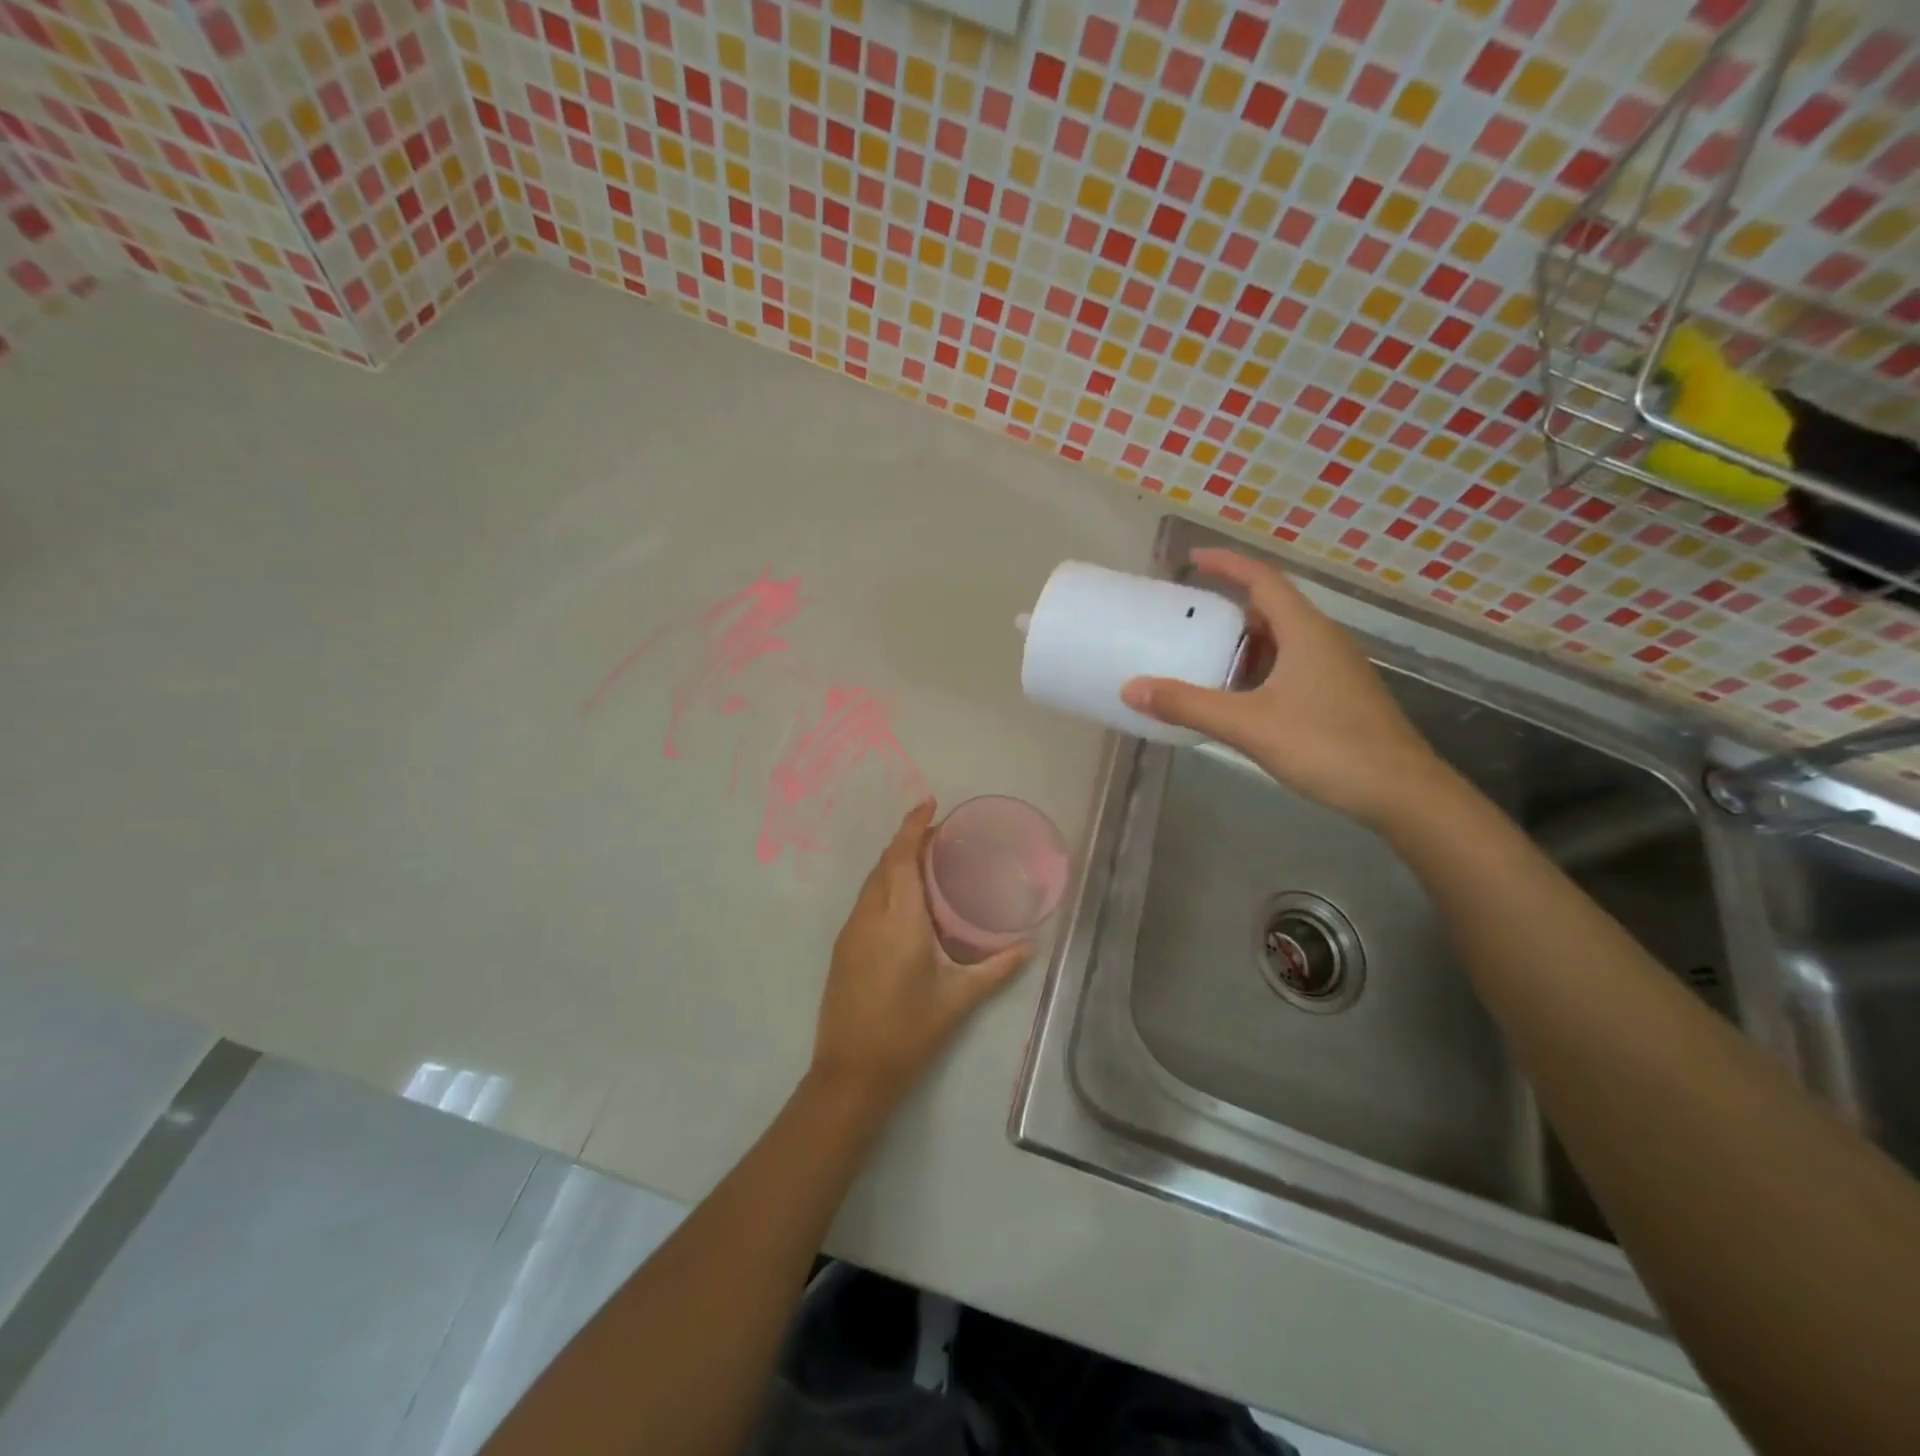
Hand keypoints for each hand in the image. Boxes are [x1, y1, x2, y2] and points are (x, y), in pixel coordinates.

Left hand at [809, 800, 1030, 1112]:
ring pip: (872, 881)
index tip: (930, 803)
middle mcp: (870, 916)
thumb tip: (1029, 946)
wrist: (851, 1073)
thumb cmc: (909, 1033)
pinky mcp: (842, 948)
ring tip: (926, 861)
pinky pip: (866, 900)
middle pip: (885, 863)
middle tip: (941, 835)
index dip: (913, 826)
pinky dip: (885, 884)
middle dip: (908, 840)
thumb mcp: (958, 999)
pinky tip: (905, 899)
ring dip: (895, 862)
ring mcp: (851, 932)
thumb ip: (996, 968)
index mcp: (899, 921)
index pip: (901, 858)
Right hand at [1122, 548, 1451, 828]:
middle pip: (1272, 609)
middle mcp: (1323, 640)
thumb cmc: (1328, 746)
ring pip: (1282, 641)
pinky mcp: (1339, 696)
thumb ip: (1189, 705)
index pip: (1262, 579)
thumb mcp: (1249, 725)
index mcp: (1305, 632)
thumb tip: (1131, 688)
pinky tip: (1240, 700)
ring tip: (1205, 660)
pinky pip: (1292, 667)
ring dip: (1244, 645)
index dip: (1227, 564)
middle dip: (1229, 609)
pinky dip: (1260, 671)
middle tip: (1189, 619)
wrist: (1402, 793)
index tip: (1192, 559)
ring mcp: (1335, 669)